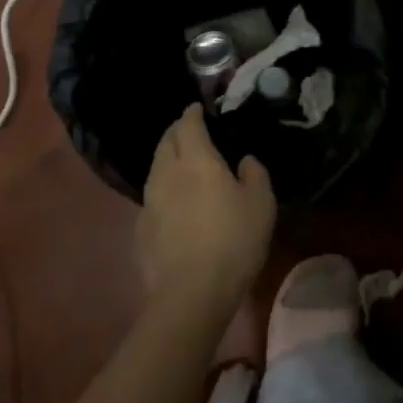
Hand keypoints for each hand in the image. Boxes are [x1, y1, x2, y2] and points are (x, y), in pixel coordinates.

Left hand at [139, 105, 275, 313]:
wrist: (191, 294)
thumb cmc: (233, 241)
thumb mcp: (261, 203)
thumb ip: (254, 174)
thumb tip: (244, 161)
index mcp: (196, 160)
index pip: (188, 125)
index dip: (192, 114)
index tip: (197, 108)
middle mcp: (167, 174)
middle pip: (166, 142)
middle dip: (176, 132)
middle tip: (190, 130)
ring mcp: (149, 202)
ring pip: (156, 169)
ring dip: (167, 159)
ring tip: (182, 163)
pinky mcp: (141, 230)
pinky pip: (152, 197)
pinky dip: (163, 189)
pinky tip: (174, 203)